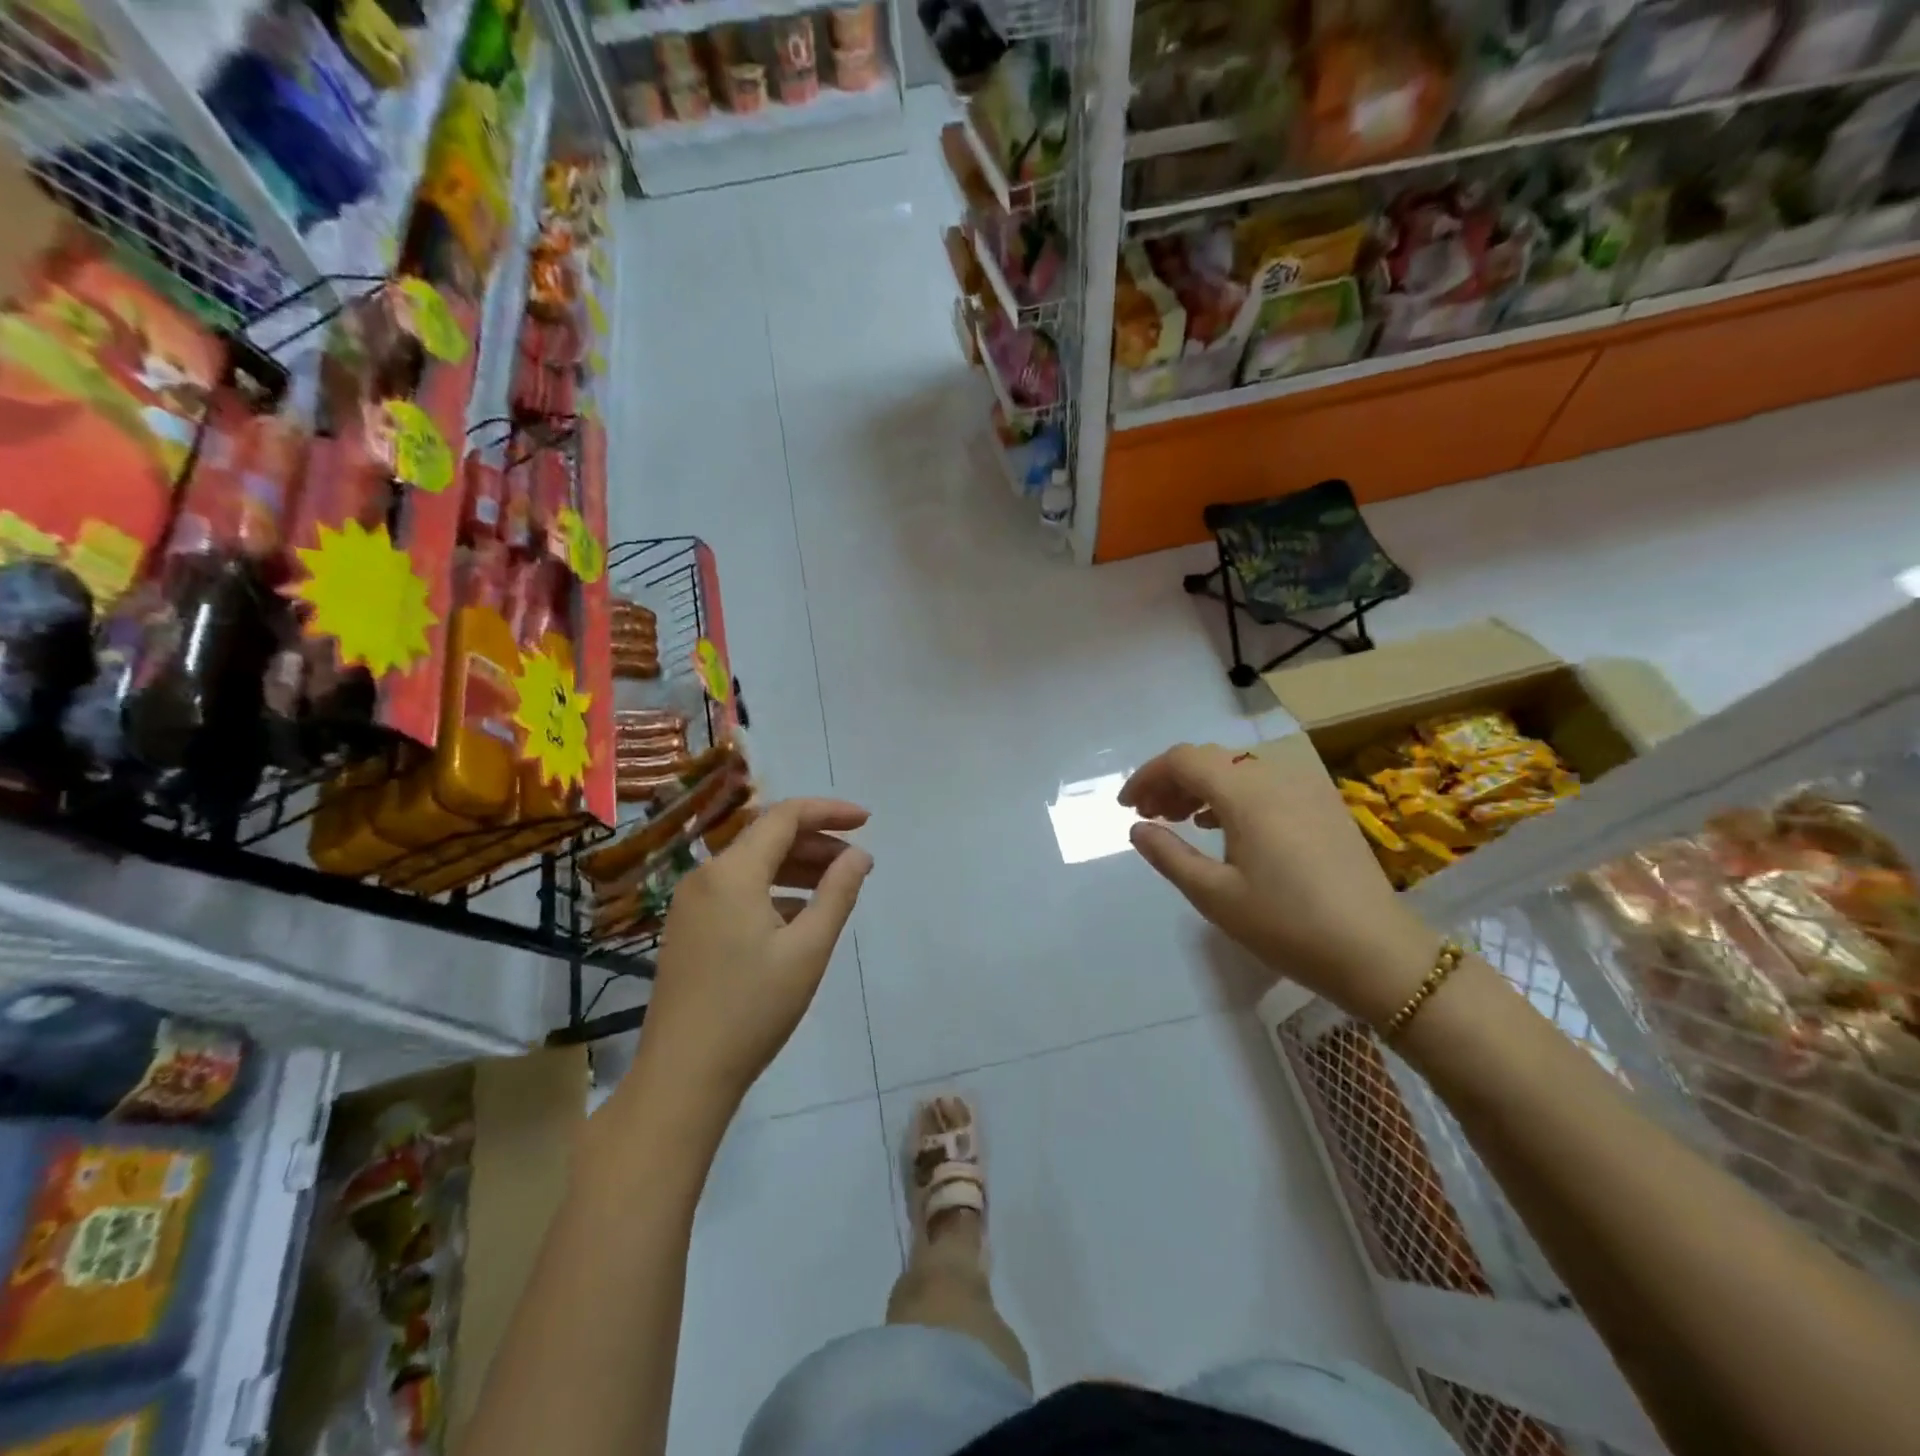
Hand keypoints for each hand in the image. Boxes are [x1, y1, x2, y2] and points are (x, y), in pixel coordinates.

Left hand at [636, 798, 871, 1112]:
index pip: (785, 816)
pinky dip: (772, 890)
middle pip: (766, 837)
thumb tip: (859, 855)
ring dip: (795, 866)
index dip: (829, 811)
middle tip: (856, 861)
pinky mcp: (687, 929)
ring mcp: (690, 904)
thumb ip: (837, 893)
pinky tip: (799, 915)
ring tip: (835, 884)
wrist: (682, 1076)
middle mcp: (705, 876)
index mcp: (732, 873)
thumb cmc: (752, 1009)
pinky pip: (736, 890)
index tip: (867, 821)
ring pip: (751, 865)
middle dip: (815, 841)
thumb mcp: (808, 949)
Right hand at [1120, 744, 1436, 1023]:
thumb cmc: (1287, 925)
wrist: (1378, 954)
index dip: (1148, 776)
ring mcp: (1306, 790)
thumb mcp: (1215, 895)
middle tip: (1149, 816)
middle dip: (1172, 781)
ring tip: (1181, 820)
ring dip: (1202, 787)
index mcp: (1247, 794)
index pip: (1184, 760)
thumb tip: (1137, 829)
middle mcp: (1277, 778)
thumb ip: (1169, 855)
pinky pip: (1266, 784)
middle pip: (1211, 760)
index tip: (1126, 807)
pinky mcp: (1324, 807)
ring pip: (1239, 770)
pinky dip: (1234, 796)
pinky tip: (1224, 827)